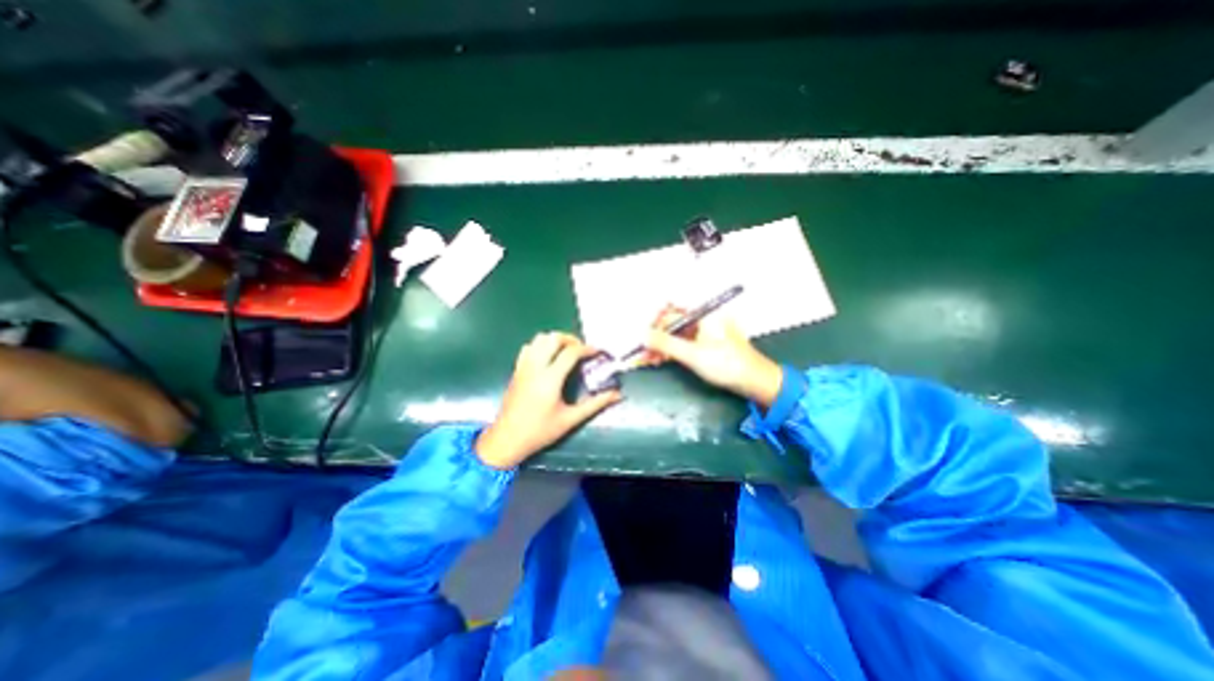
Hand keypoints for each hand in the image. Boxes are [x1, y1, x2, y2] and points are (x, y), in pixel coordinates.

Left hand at [480, 332, 620, 469]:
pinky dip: (541, 346)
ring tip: (567, 351)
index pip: (570, 352)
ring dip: (555, 340)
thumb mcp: (570, 419)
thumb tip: (618, 395)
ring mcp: (523, 367)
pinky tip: (549, 358)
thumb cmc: (540, 431)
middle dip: (570, 339)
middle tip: (582, 350)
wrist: (506, 439)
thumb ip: (595, 404)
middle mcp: (535, 367)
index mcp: (550, 379)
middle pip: (553, 338)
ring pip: (538, 339)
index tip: (598, 352)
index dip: (587, 349)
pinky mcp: (516, 370)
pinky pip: (528, 348)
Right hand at [650, 310, 783, 409]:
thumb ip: (665, 344)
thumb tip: (642, 335)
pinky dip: (671, 351)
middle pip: (672, 323)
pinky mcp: (705, 344)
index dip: (654, 323)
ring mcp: (705, 332)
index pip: (671, 310)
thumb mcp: (693, 355)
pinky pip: (683, 343)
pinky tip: (659, 361)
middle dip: (655, 338)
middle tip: (642, 354)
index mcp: (703, 314)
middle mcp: (703, 319)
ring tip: (647, 361)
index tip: (643, 337)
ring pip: (676, 335)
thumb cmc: (726, 365)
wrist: (756, 382)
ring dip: (661, 347)